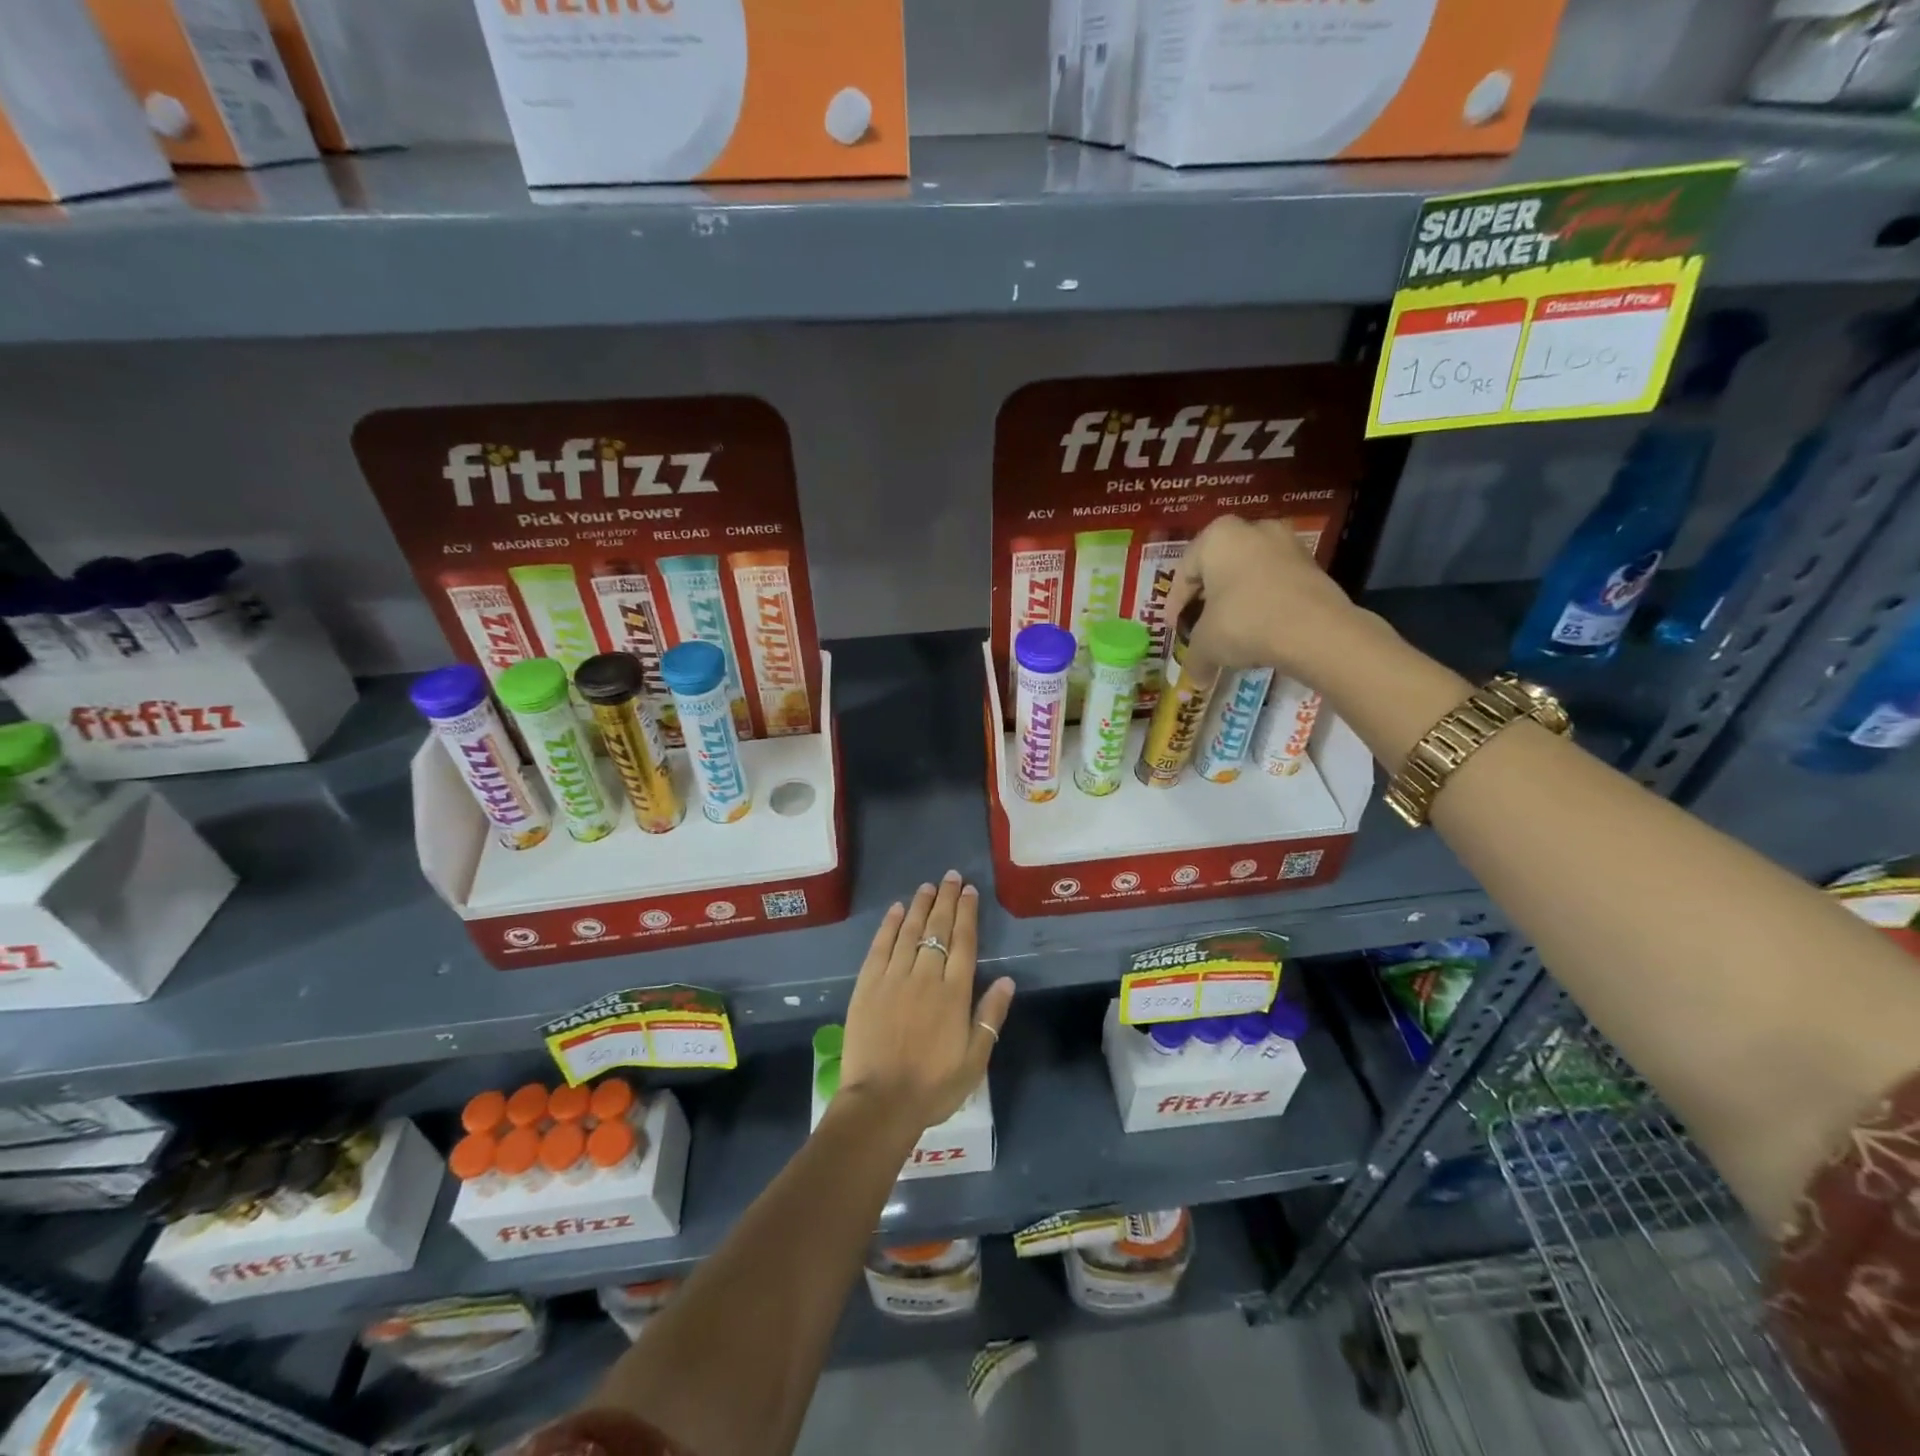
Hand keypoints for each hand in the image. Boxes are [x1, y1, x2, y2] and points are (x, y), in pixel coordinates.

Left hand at [840, 871, 1014, 1134]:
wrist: (881, 1103)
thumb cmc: (933, 1086)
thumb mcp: (975, 1059)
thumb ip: (990, 1016)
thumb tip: (1008, 980)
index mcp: (954, 993)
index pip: (964, 942)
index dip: (968, 914)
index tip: (970, 891)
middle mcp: (925, 976)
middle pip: (938, 929)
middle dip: (946, 900)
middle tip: (951, 877)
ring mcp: (893, 978)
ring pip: (909, 932)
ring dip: (919, 906)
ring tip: (928, 886)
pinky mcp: (867, 986)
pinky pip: (880, 947)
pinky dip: (888, 926)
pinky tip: (895, 910)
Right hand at [1164, 516, 1360, 681]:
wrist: (1314, 630)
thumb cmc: (1244, 623)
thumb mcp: (1206, 644)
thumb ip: (1194, 659)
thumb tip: (1193, 682)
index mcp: (1217, 538)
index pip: (1184, 572)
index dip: (1175, 604)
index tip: (1175, 627)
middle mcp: (1252, 530)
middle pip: (1218, 568)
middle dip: (1208, 597)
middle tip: (1201, 624)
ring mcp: (1287, 543)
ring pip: (1249, 574)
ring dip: (1238, 599)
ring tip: (1233, 629)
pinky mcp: (1313, 564)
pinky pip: (1276, 583)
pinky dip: (1265, 602)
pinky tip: (1261, 628)